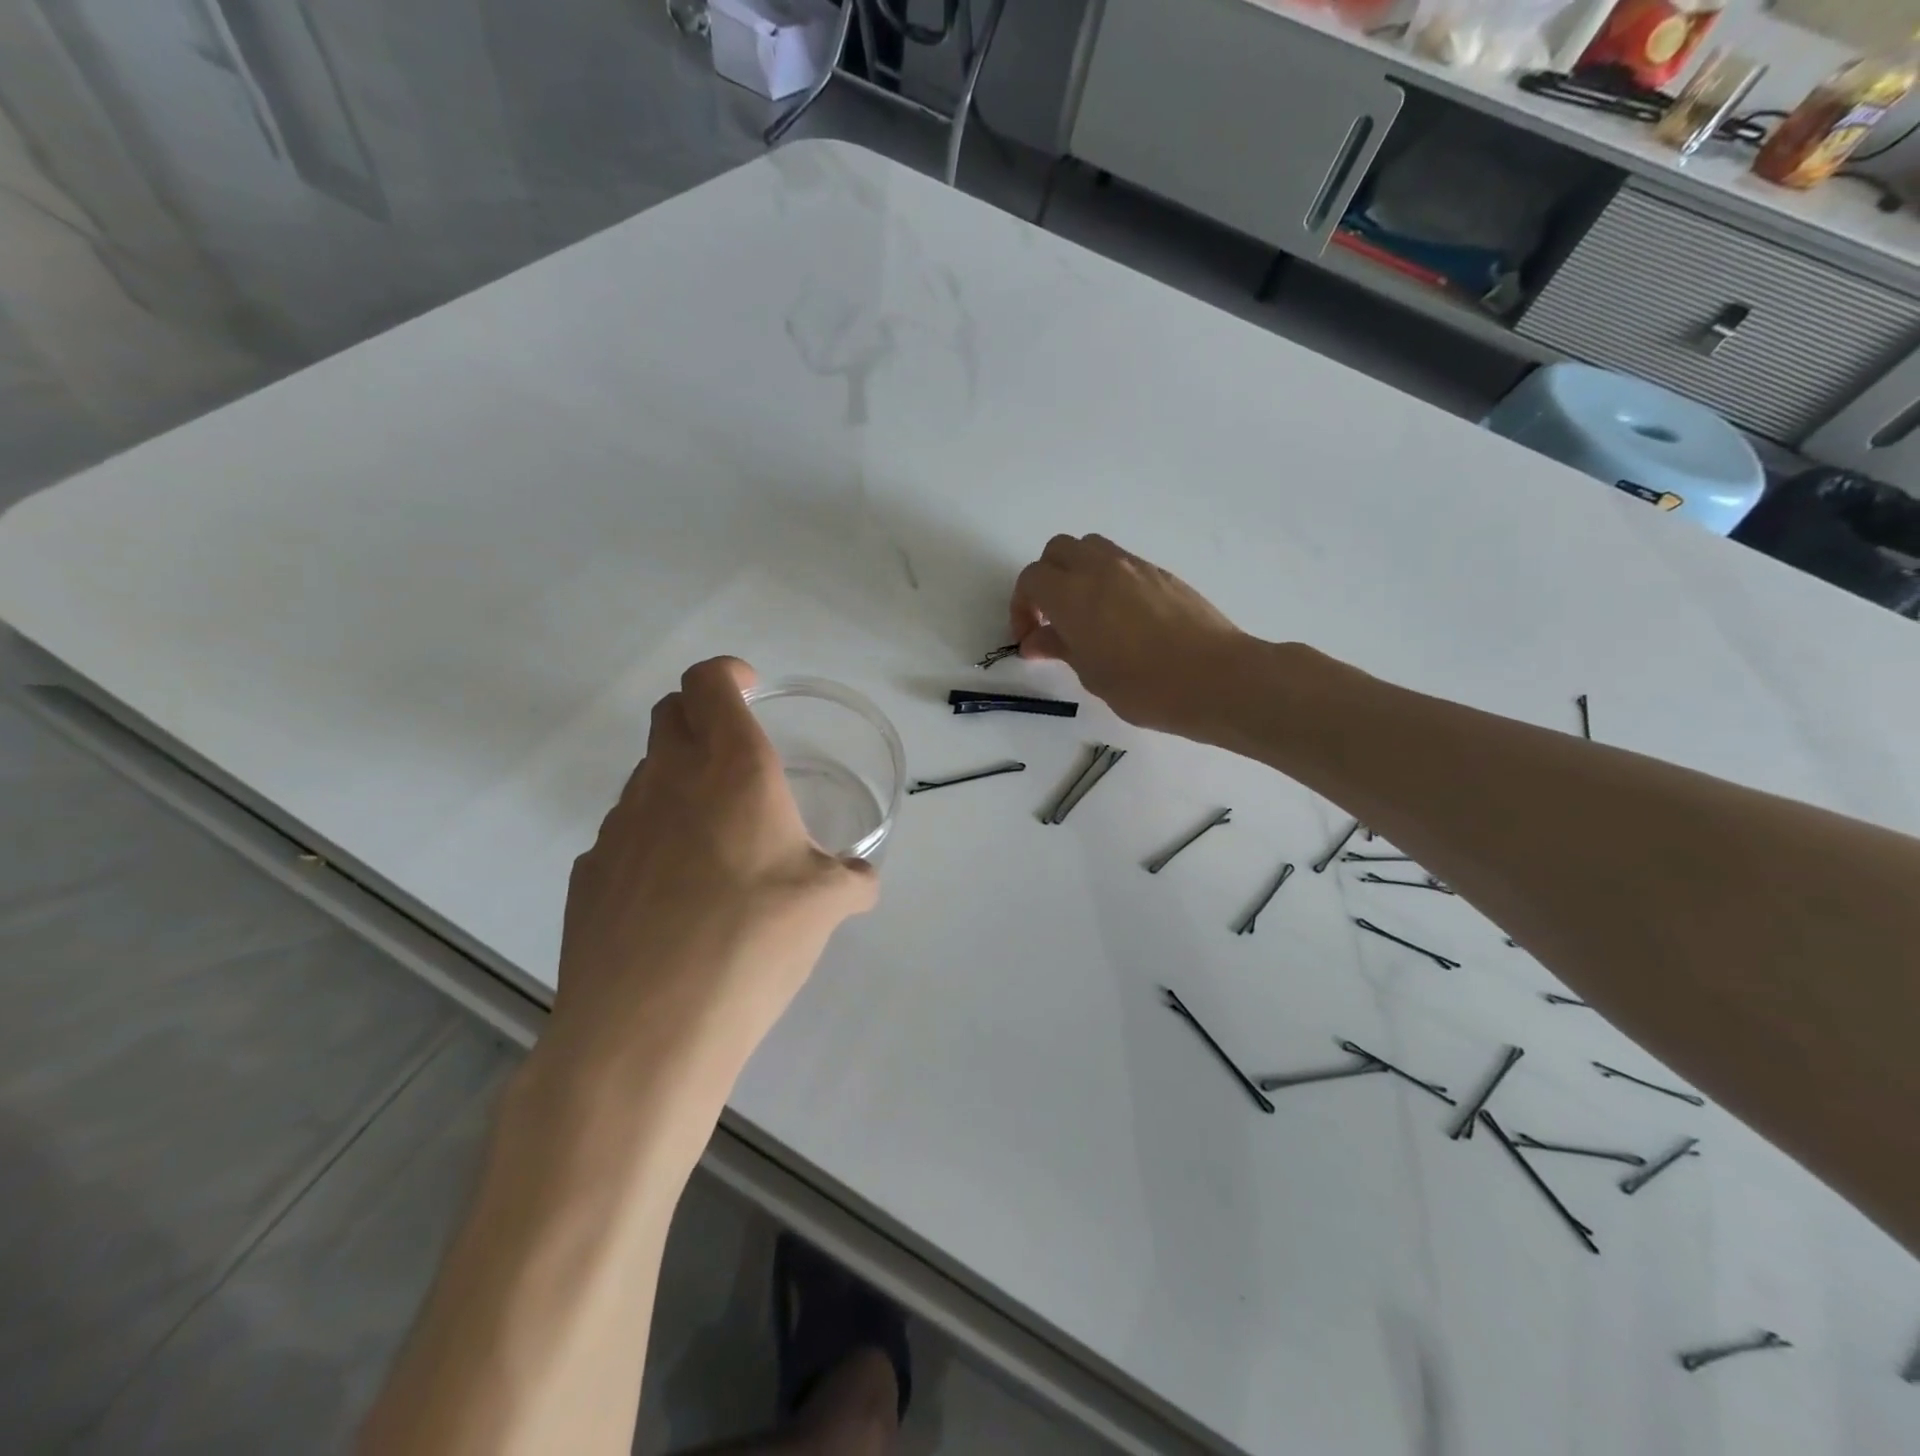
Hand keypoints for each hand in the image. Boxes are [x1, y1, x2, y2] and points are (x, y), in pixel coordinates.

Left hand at [548, 657, 877, 1087]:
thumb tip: (860, 880)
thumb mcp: (825, 907)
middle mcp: (668, 782)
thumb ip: (850, 880)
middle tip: (736, 754)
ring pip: (647, 775)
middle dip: (701, 715)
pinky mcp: (589, 873)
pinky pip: (626, 833)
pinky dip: (653, 836)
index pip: (709, 682)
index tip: (750, 688)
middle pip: (669, 714)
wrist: (646, 1030)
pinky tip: (674, 893)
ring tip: (715, 839)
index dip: (728, 673)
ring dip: (679, 781)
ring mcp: (618, 826)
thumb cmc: (752, 943)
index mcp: (732, 770)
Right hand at [1010, 535, 1252, 737]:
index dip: (1021, 607)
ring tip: (1084, 613)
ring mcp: (1135, 567)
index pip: (1031, 579)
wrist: (1217, 678)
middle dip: (1046, 579)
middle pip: (1058, 551)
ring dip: (1076, 573)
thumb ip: (1060, 648)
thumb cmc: (1146, 687)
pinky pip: (1122, 563)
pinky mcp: (1162, 574)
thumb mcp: (1092, 675)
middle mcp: (1100, 569)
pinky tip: (1119, 617)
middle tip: (1051, 618)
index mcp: (1073, 595)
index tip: (1029, 639)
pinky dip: (1107, 579)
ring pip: (1091, 549)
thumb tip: (1035, 641)